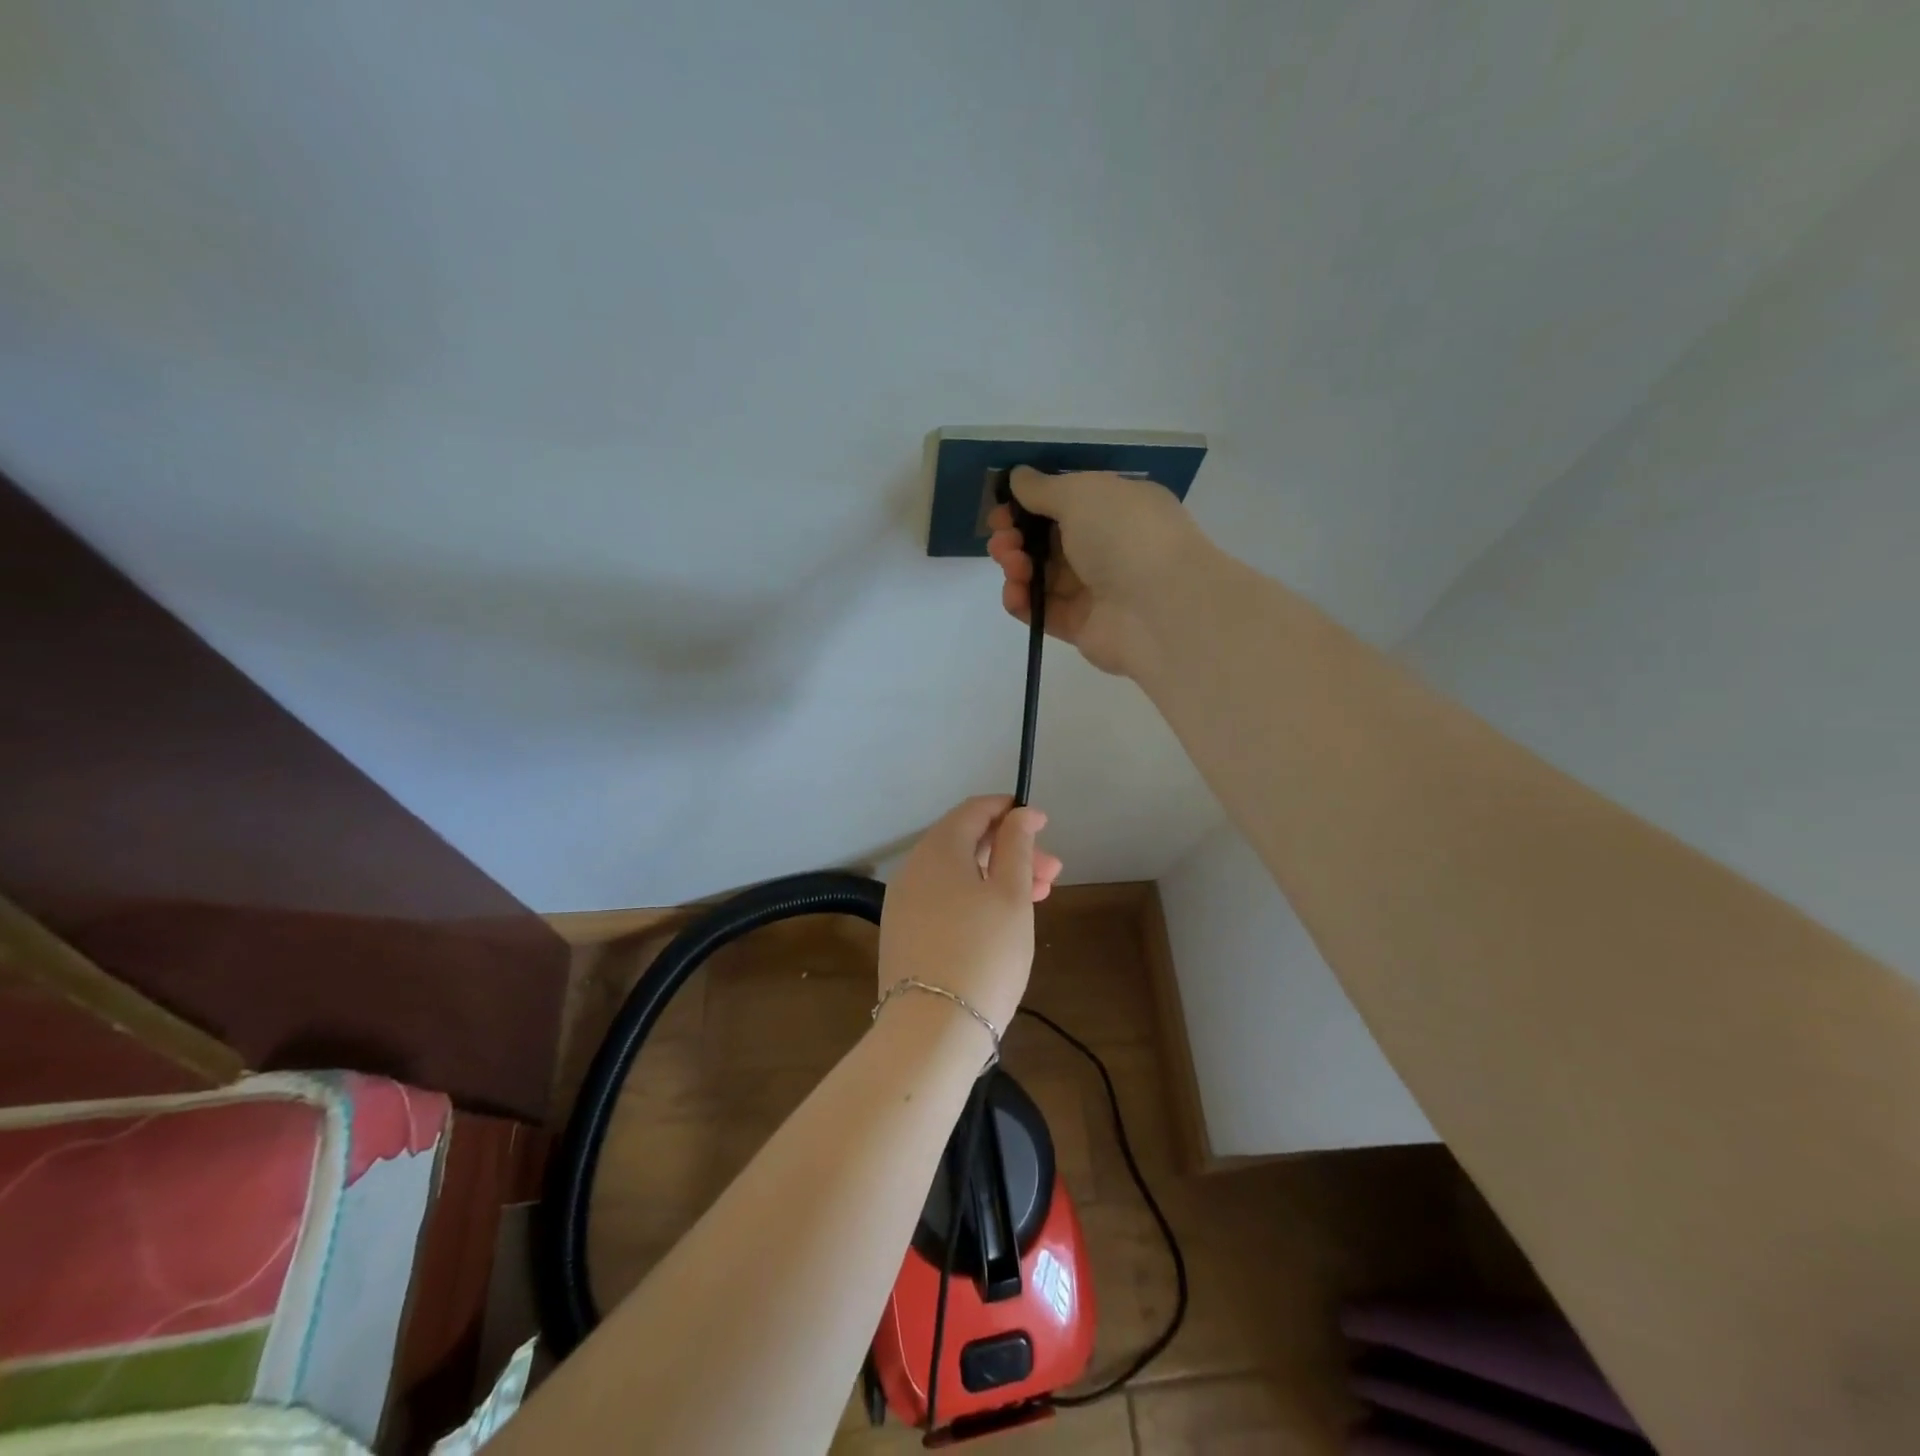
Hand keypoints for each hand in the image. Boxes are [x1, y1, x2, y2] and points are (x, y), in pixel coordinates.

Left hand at [877, 796, 1061, 1035]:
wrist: (931, 1029)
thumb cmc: (983, 952)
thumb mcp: (1011, 895)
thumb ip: (1017, 847)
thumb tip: (1020, 814)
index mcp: (938, 849)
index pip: (974, 810)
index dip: (1010, 811)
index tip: (1044, 824)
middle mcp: (914, 867)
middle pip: (966, 842)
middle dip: (1012, 850)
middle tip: (1052, 872)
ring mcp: (904, 902)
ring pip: (958, 873)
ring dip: (998, 876)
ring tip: (1038, 897)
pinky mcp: (904, 932)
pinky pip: (944, 898)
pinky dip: (975, 897)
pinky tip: (1002, 919)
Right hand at [987, 466, 1205, 676]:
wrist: (1159, 608)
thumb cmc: (1124, 535)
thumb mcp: (1081, 494)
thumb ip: (1043, 488)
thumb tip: (1018, 477)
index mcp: (1117, 508)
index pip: (1067, 502)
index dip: (1030, 504)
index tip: (1002, 508)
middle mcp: (1109, 546)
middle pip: (1049, 540)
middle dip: (1017, 536)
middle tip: (1001, 539)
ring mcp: (1096, 589)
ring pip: (1042, 575)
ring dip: (1017, 567)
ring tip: (1011, 565)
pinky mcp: (1082, 626)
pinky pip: (1043, 611)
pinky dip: (1023, 602)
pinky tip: (1014, 594)